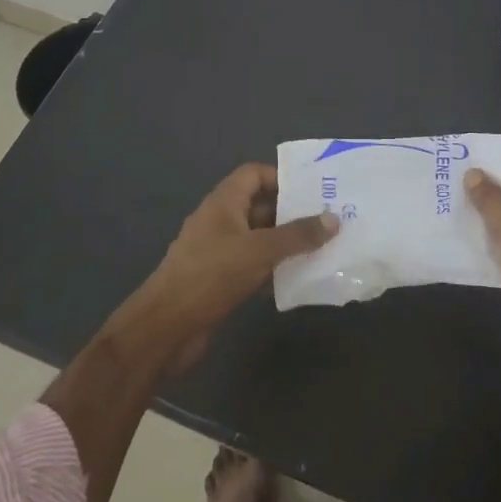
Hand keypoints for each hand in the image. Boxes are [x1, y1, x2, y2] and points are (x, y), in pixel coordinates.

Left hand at [135, 162, 337, 371]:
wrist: (167, 327)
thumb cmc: (211, 276)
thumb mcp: (259, 250)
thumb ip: (297, 235)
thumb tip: (333, 219)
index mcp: (223, 203)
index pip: (254, 174)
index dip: (282, 177)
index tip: (314, 190)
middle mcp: (220, 222)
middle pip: (261, 206)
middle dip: (292, 213)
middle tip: (330, 219)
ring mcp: (219, 252)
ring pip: (260, 239)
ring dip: (287, 243)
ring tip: (325, 247)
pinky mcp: (221, 280)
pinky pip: (255, 265)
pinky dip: (275, 268)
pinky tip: (301, 278)